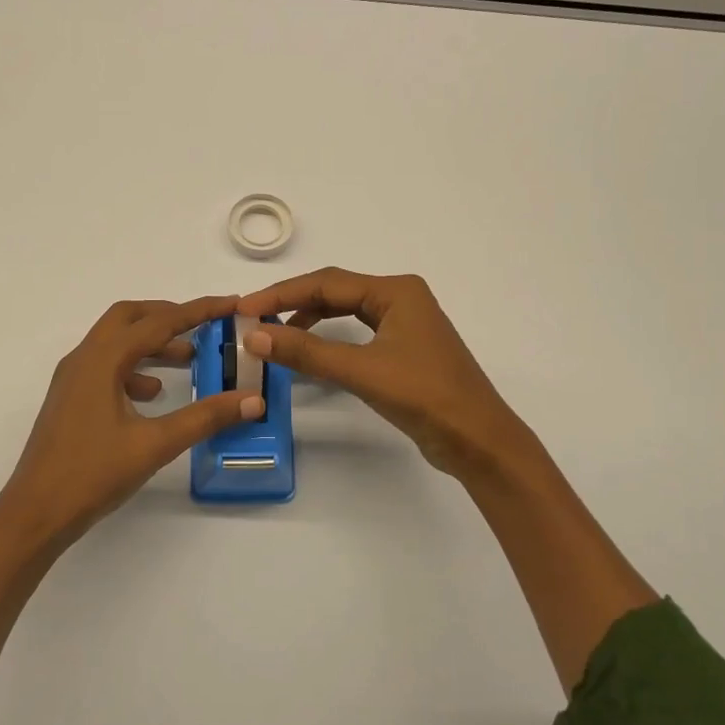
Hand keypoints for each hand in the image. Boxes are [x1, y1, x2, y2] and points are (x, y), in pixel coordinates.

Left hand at [0, 294, 263, 546]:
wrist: (35, 514)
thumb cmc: (92, 474)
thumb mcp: (155, 444)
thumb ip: (204, 418)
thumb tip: (251, 400)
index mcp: (102, 360)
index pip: (158, 322)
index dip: (198, 311)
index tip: (231, 304)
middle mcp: (84, 359)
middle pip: (129, 318)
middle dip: (169, 316)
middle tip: (204, 325)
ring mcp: (73, 379)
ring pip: (116, 342)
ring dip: (152, 343)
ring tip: (188, 359)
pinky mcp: (70, 399)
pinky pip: (106, 367)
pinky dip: (135, 368)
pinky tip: (154, 394)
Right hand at [239, 268, 539, 479]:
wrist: (479, 441)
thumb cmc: (426, 397)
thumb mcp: (362, 371)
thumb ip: (307, 352)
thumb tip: (255, 336)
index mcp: (396, 291)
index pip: (327, 283)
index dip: (282, 294)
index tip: (245, 308)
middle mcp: (401, 298)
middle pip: (335, 292)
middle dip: (293, 303)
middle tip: (254, 319)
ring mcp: (405, 324)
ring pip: (346, 311)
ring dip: (309, 320)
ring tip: (275, 334)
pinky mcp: (404, 349)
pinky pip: (357, 332)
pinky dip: (329, 338)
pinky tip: (310, 351)